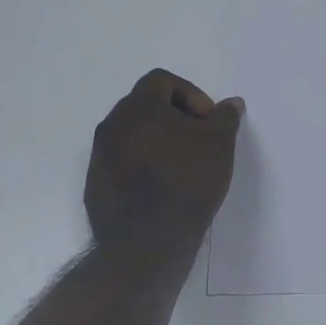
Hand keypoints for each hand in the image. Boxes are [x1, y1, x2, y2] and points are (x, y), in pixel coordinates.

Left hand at [84, 69, 243, 255]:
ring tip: (182, 165)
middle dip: (174, 116)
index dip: (190, 94)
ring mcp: (99, 156)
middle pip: (145, 105)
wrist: (145, 244)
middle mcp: (112, 124)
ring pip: (132, 135)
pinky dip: (142, 166)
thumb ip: (225, 117)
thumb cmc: (186, 182)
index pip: (162, 80)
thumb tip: (230, 103)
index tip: (207, 121)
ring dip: (158, 141)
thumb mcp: (219, 144)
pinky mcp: (95, 185)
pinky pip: (122, 163)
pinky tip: (163, 189)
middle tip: (198, 140)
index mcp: (138, 107)